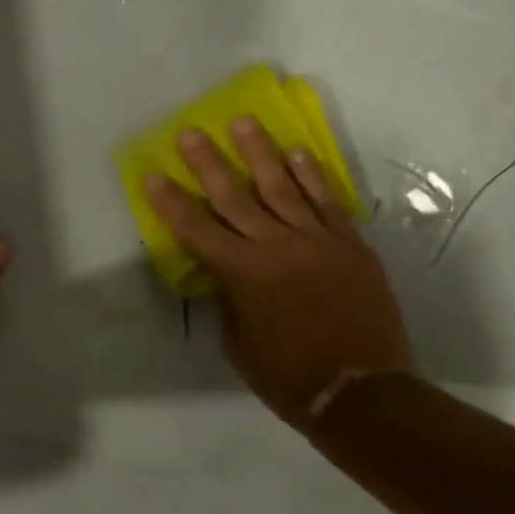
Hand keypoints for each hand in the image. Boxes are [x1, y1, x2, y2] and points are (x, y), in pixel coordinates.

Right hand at [144, 118, 415, 428]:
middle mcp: (275, 245)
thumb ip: (231, 299)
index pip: (195, 228)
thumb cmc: (288, 376)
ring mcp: (316, 240)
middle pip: (234, 195)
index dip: (171, 201)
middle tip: (192, 132)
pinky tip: (297, 152)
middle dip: (208, 162)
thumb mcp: (240, 343)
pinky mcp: (350, 244)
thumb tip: (230, 274)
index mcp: (241, 273)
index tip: (153, 174)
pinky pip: (326, 201)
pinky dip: (311, 175)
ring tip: (243, 122)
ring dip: (260, 152)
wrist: (361, 390)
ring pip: (282, 186)